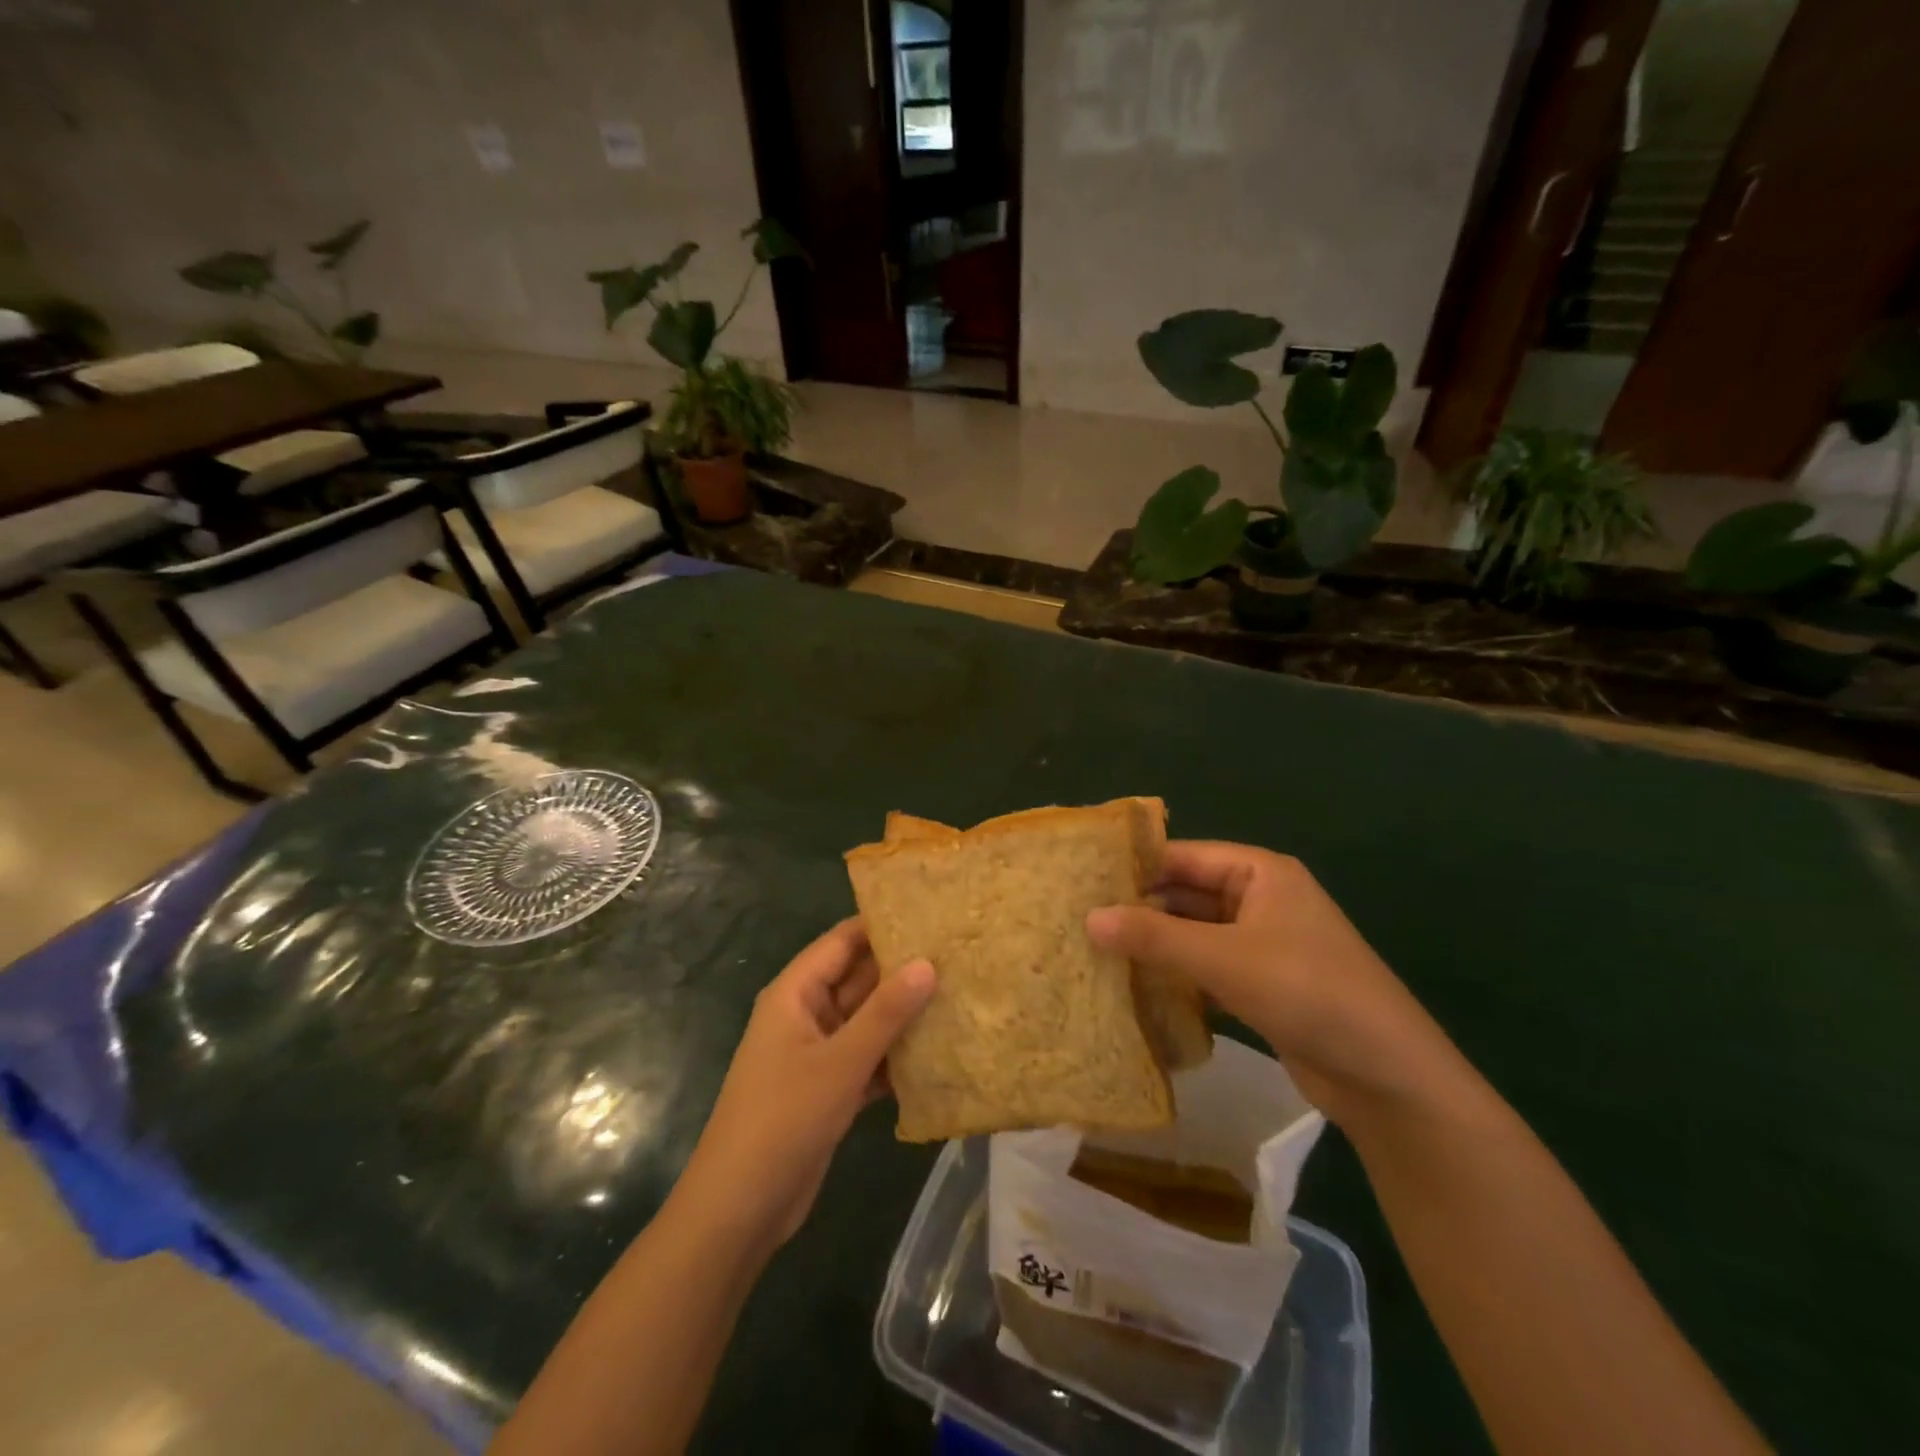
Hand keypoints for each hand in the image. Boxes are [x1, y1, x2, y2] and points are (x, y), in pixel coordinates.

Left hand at [673, 918, 935, 1251]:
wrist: (741, 1209)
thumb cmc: (784, 1119)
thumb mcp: (840, 1062)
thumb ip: (886, 1012)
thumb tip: (928, 963)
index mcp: (795, 993)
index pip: (843, 941)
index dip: (882, 924)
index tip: (931, 911)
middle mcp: (807, 1014)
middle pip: (858, 978)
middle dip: (902, 968)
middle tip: (959, 952)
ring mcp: (819, 1053)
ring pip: (868, 1020)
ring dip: (905, 1013)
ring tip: (960, 991)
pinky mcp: (831, 1088)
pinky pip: (870, 1057)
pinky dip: (898, 1054)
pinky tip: (941, 1049)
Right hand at [1087, 842, 1459, 1124]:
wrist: (1387, 1077)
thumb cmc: (1308, 992)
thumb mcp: (1225, 958)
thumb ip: (1155, 936)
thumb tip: (1089, 918)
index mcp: (1260, 873)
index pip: (1183, 856)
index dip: (1135, 867)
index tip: (1081, 882)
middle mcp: (1260, 900)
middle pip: (1186, 895)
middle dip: (1139, 910)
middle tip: (1078, 922)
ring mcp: (1262, 945)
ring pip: (1194, 935)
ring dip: (1154, 947)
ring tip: (1094, 954)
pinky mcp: (1262, 986)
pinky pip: (1206, 970)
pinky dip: (1176, 977)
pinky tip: (1135, 991)